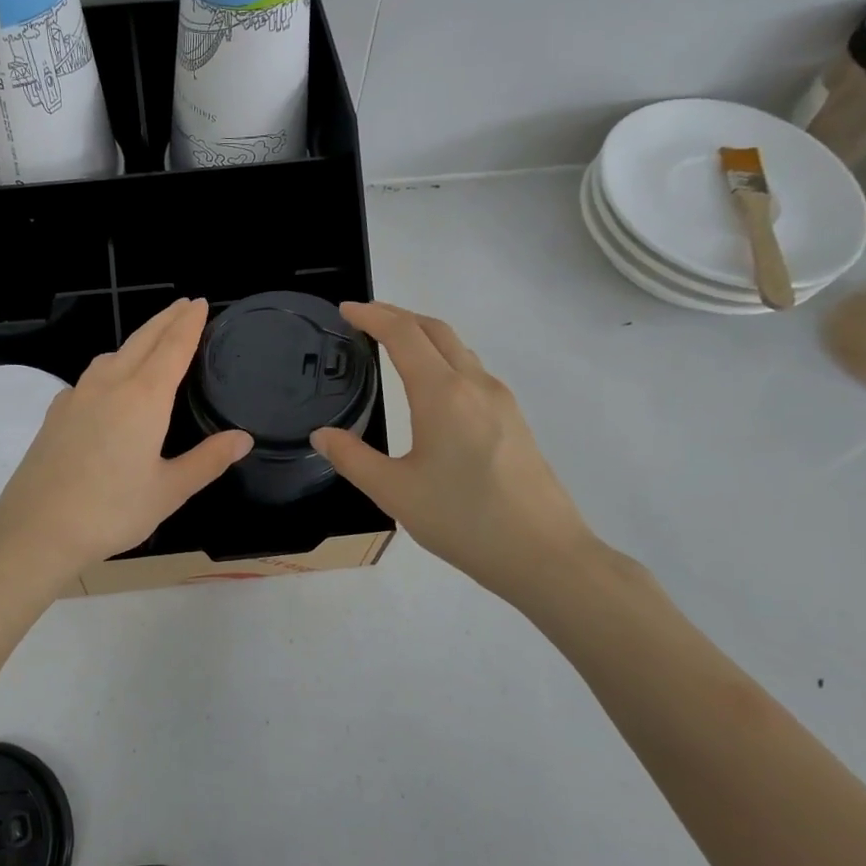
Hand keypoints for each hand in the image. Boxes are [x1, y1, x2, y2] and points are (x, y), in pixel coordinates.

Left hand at [0, 299, 251, 584]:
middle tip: (185, 304)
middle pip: (141, 341)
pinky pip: (91, 376)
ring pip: (112, 355)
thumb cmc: (111, 512)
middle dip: (165, 320)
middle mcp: (109, 386)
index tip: (200, 302)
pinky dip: (111, 365)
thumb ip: (207, 460)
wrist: (35, 530)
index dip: (189, 323)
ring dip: (137, 340)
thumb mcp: (169, 491)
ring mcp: (77, 396)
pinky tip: (110, 386)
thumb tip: (243, 438)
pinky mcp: (56, 413)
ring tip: (152, 341)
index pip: (172, 348)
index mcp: (142, 399)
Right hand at [311, 302, 601, 603]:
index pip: (403, 334)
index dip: (372, 316)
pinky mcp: (514, 420)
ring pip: (459, 349)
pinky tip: (432, 389)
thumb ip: (353, 459)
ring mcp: (501, 401)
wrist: (544, 554)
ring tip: (393, 348)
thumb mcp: (395, 492)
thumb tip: (322, 435)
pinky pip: (473, 372)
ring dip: (424, 337)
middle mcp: (475, 385)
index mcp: (442, 394)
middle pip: (435, 330)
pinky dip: (444, 360)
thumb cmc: (463, 520)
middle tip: (365, 321)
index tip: (346, 310)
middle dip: (398, 316)